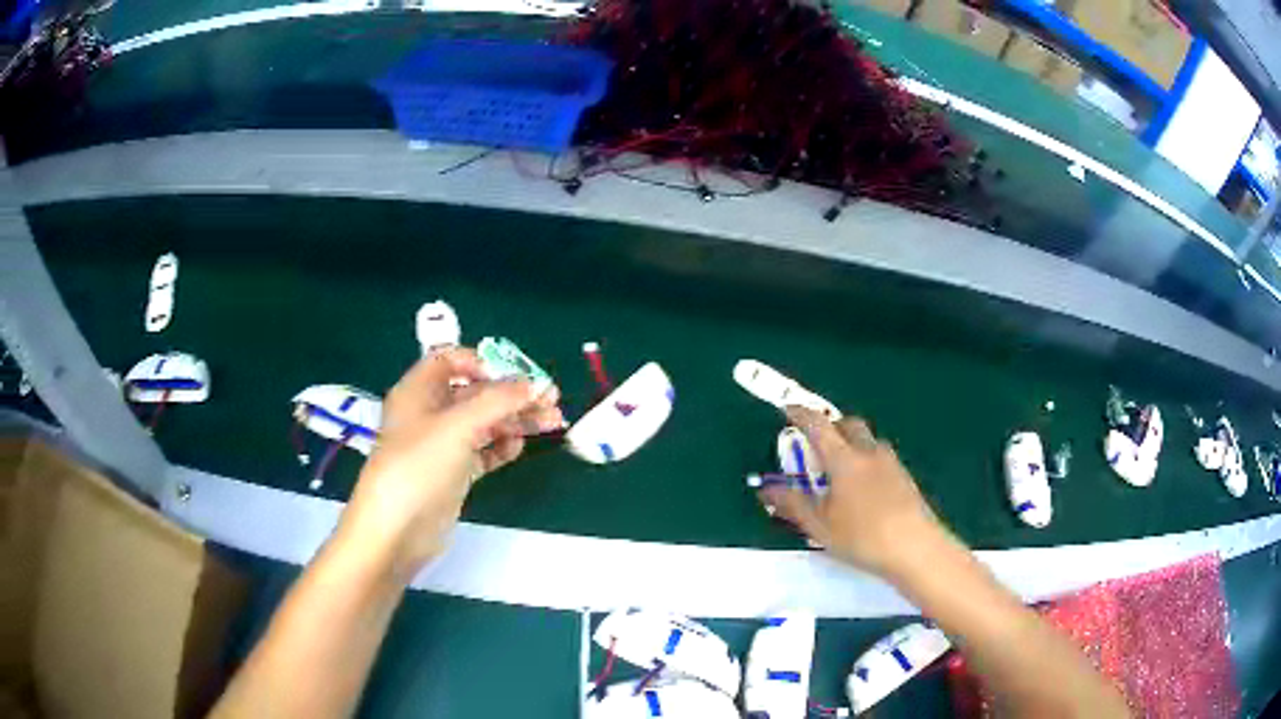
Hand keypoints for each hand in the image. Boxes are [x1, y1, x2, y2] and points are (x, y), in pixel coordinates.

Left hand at [334, 348, 563, 582]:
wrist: (396, 531)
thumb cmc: (418, 467)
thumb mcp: (457, 426)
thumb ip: (499, 401)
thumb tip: (536, 383)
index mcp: (418, 391)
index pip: (451, 360)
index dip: (483, 362)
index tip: (515, 375)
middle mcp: (429, 413)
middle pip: (475, 392)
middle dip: (512, 394)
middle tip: (551, 400)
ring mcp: (441, 445)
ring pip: (483, 422)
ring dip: (515, 419)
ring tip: (552, 422)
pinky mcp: (453, 473)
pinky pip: (482, 451)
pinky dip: (502, 446)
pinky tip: (519, 446)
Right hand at [758, 406, 948, 576]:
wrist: (915, 548)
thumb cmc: (862, 537)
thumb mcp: (819, 526)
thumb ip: (792, 504)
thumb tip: (765, 489)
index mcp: (844, 459)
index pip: (818, 425)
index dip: (800, 414)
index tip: (788, 409)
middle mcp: (868, 452)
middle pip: (848, 424)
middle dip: (830, 426)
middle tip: (815, 445)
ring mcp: (891, 462)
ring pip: (867, 440)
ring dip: (851, 444)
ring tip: (839, 471)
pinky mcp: (904, 476)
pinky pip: (880, 457)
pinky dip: (866, 460)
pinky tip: (863, 490)